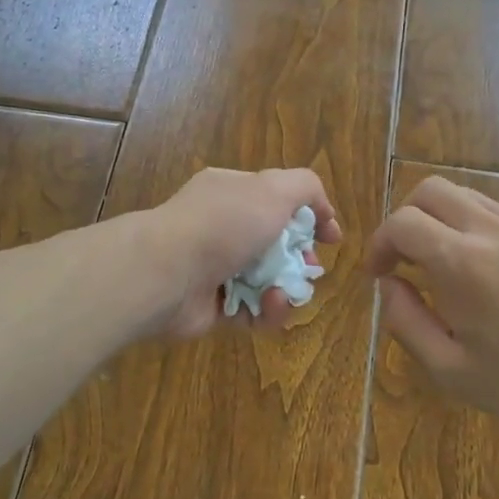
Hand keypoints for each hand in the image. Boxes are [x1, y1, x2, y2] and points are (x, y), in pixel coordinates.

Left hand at [140, 167, 342, 339]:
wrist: (166, 274)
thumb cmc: (223, 225)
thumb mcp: (273, 189)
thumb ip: (306, 187)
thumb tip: (322, 210)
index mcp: (232, 192)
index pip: (278, 200)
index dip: (310, 216)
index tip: (332, 237)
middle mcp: (222, 227)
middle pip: (276, 244)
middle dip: (301, 259)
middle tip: (313, 269)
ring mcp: (215, 268)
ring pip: (267, 281)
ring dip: (286, 288)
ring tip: (287, 292)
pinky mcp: (213, 307)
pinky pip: (252, 311)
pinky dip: (266, 311)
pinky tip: (269, 305)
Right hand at [365, 176, 498, 435]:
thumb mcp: (451, 370)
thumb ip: (406, 321)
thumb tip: (388, 285)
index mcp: (460, 262)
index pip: (401, 223)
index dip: (378, 244)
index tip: (378, 275)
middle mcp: (490, 229)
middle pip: (430, 190)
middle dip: (405, 219)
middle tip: (404, 261)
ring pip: (464, 195)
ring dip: (439, 220)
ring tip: (440, 265)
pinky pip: (495, 211)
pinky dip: (471, 226)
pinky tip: (480, 269)